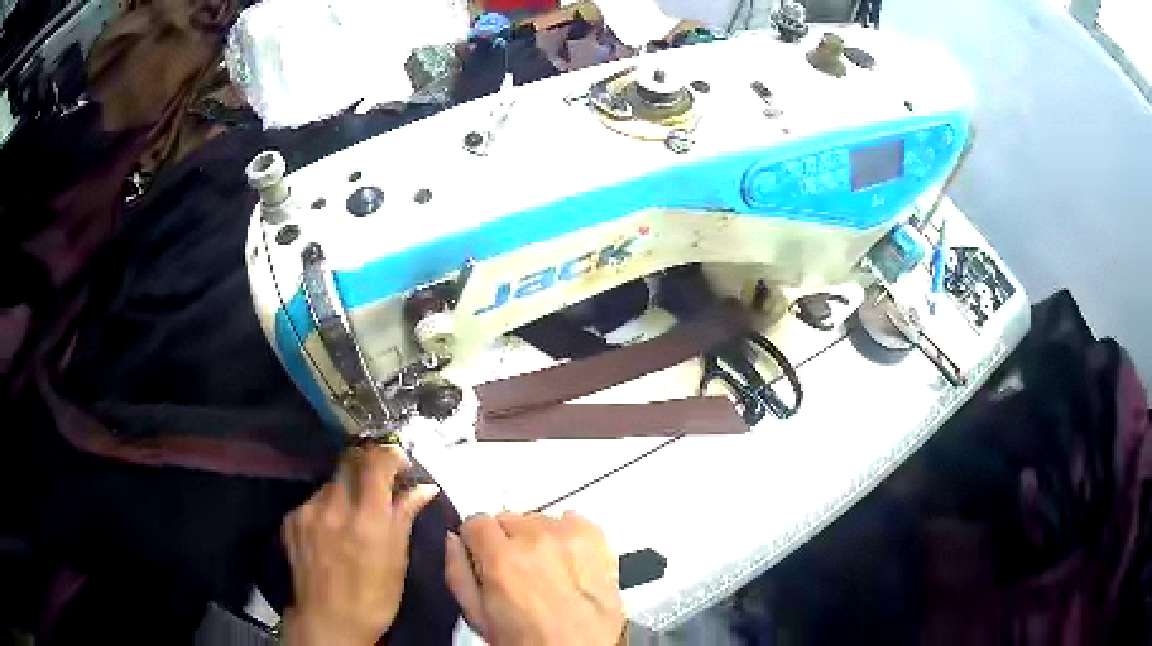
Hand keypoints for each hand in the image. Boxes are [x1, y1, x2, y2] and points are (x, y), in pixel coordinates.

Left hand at [281, 446, 439, 645]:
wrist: (328, 620)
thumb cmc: (374, 597)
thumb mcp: (398, 560)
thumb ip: (405, 516)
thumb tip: (423, 488)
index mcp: (366, 520)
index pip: (376, 462)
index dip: (391, 455)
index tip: (400, 464)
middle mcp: (333, 507)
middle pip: (350, 462)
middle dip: (368, 468)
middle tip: (379, 487)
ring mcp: (308, 511)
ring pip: (331, 482)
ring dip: (346, 491)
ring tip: (353, 519)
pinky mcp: (291, 518)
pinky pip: (314, 500)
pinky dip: (327, 508)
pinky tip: (332, 531)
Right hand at [444, 511, 624, 645]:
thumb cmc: (531, 642)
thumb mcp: (478, 616)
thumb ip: (457, 572)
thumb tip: (453, 541)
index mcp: (501, 558)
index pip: (475, 521)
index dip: (476, 543)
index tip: (483, 558)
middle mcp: (536, 539)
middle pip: (507, 519)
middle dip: (506, 541)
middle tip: (516, 572)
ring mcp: (569, 536)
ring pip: (538, 519)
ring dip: (536, 539)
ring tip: (545, 571)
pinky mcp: (596, 538)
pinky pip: (571, 520)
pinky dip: (565, 535)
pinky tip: (566, 562)